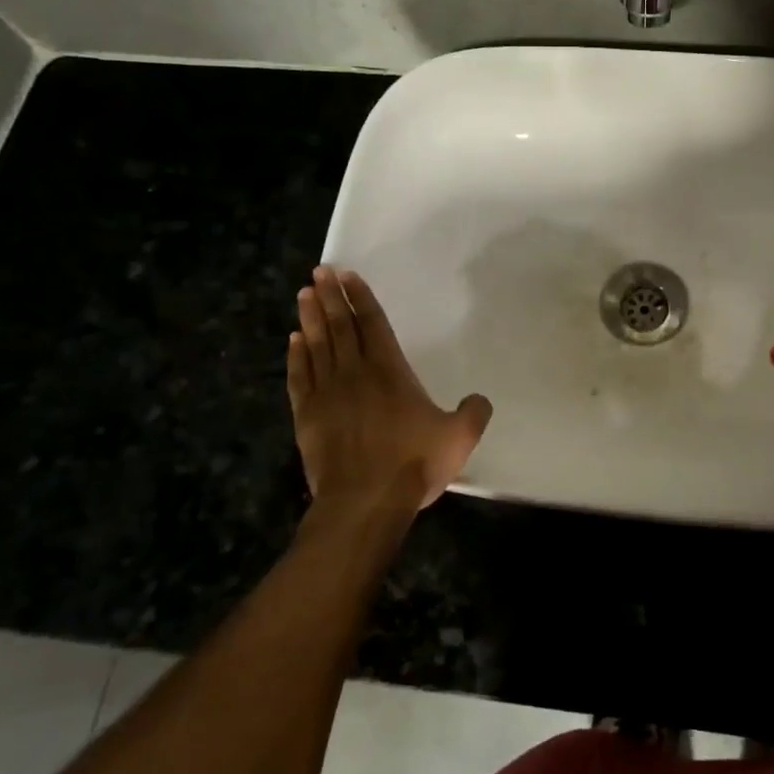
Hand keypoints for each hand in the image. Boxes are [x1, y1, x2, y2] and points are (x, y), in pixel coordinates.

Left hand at [287, 267, 492, 516]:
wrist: (364, 501)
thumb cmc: (412, 464)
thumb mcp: (459, 437)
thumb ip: (473, 412)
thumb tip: (479, 398)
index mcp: (390, 371)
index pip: (373, 324)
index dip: (362, 298)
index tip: (348, 276)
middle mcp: (355, 373)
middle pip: (340, 326)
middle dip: (331, 296)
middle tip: (321, 271)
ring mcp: (326, 393)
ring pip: (316, 345)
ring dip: (310, 317)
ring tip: (305, 293)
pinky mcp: (307, 415)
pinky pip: (299, 376)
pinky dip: (296, 356)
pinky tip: (294, 340)